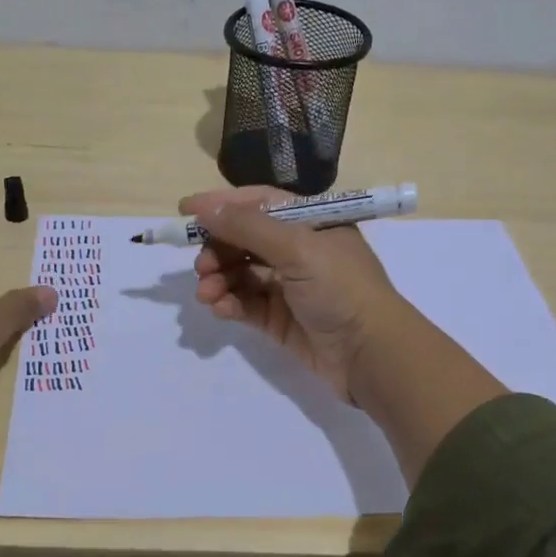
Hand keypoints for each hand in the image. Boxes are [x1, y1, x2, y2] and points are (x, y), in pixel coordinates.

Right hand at [183, 186, 409, 401]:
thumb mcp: (297, 247)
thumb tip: (205, 208)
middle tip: (201, 267)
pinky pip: (246, 304)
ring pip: (241, 274)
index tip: (185, 211)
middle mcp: (298, 250)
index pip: (258, 203)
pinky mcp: (280, 319)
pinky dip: (230, 303)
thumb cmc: (341, 287)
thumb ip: (248, 227)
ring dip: (219, 279)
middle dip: (217, 249)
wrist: (370, 353)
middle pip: (244, 239)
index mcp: (310, 222)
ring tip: (207, 293)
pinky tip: (220, 308)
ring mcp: (289, 286)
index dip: (222, 205)